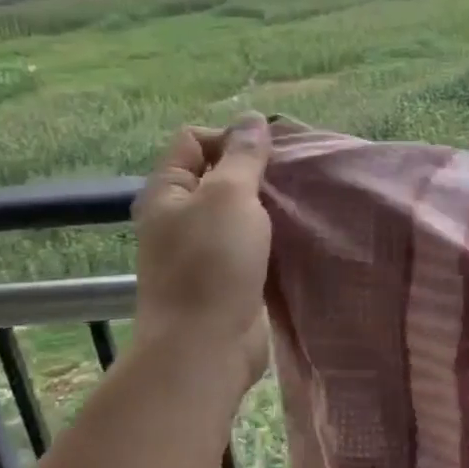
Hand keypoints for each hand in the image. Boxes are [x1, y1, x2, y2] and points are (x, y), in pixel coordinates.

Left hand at [133, 113, 272, 384]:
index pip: (194, 140)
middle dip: (256, 173)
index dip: (230, 138)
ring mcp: (202, 251)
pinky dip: (272, 239)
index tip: (269, 156)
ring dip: (268, 208)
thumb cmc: (211, 265)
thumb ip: (243, 156)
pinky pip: (251, 245)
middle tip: (294, 180)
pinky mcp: (226, 279)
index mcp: (166, 191)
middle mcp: (179, 217)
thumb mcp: (229, 197)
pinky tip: (298, 238)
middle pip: (219, 176)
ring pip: (239, 213)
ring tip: (302, 206)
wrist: (204, 348)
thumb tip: (253, 119)